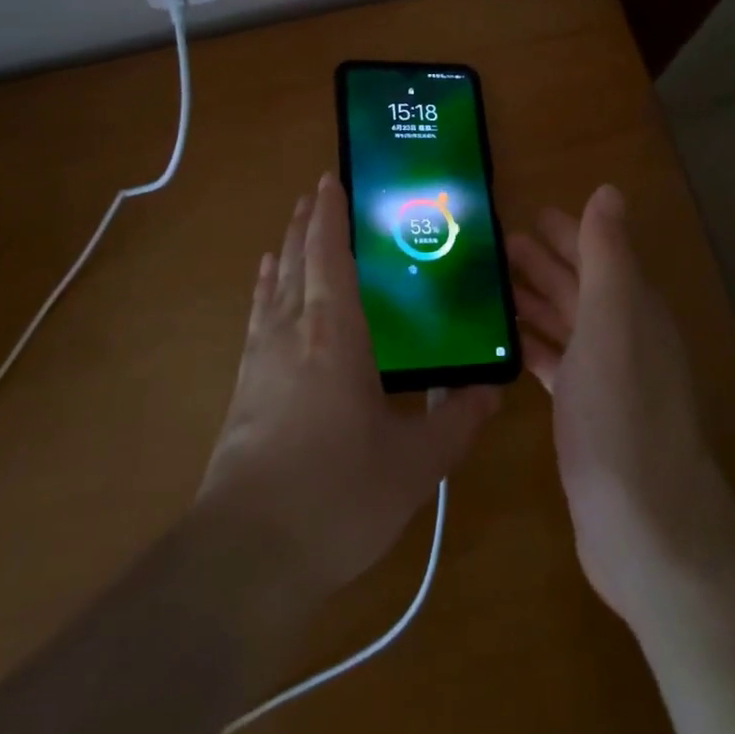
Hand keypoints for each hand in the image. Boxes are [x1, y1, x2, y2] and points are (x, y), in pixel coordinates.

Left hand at [195, 172, 499, 593]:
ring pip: (272, 286)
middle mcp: (293, 331)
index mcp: (336, 333)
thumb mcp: (415, 464)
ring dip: (283, 250)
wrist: (247, 555)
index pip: (328, 254)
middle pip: (295, 260)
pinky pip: (256, 318)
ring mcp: (261, 359)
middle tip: (317, 193)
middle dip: (305, 223)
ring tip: (291, 228)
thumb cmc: (338, 496)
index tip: (332, 179)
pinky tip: (265, 288)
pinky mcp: (243, 389)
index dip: (330, 214)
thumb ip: (457, 422)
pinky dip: (264, 290)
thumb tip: (491, 391)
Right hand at [509, 185, 734, 625]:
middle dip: (540, 263)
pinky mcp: (586, 414)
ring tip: (487, 288)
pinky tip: (502, 343)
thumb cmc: (623, 413)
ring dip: (531, 301)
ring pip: (565, 323)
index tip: (522, 214)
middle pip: (579, 286)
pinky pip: (555, 363)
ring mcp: (606, 377)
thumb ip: (607, 255)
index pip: (597, 253)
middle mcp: (624, 336)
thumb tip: (609, 191)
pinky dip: (531, 346)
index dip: (564, 231)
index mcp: (634, 308)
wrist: (646, 527)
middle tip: (491, 246)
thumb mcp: (612, 321)